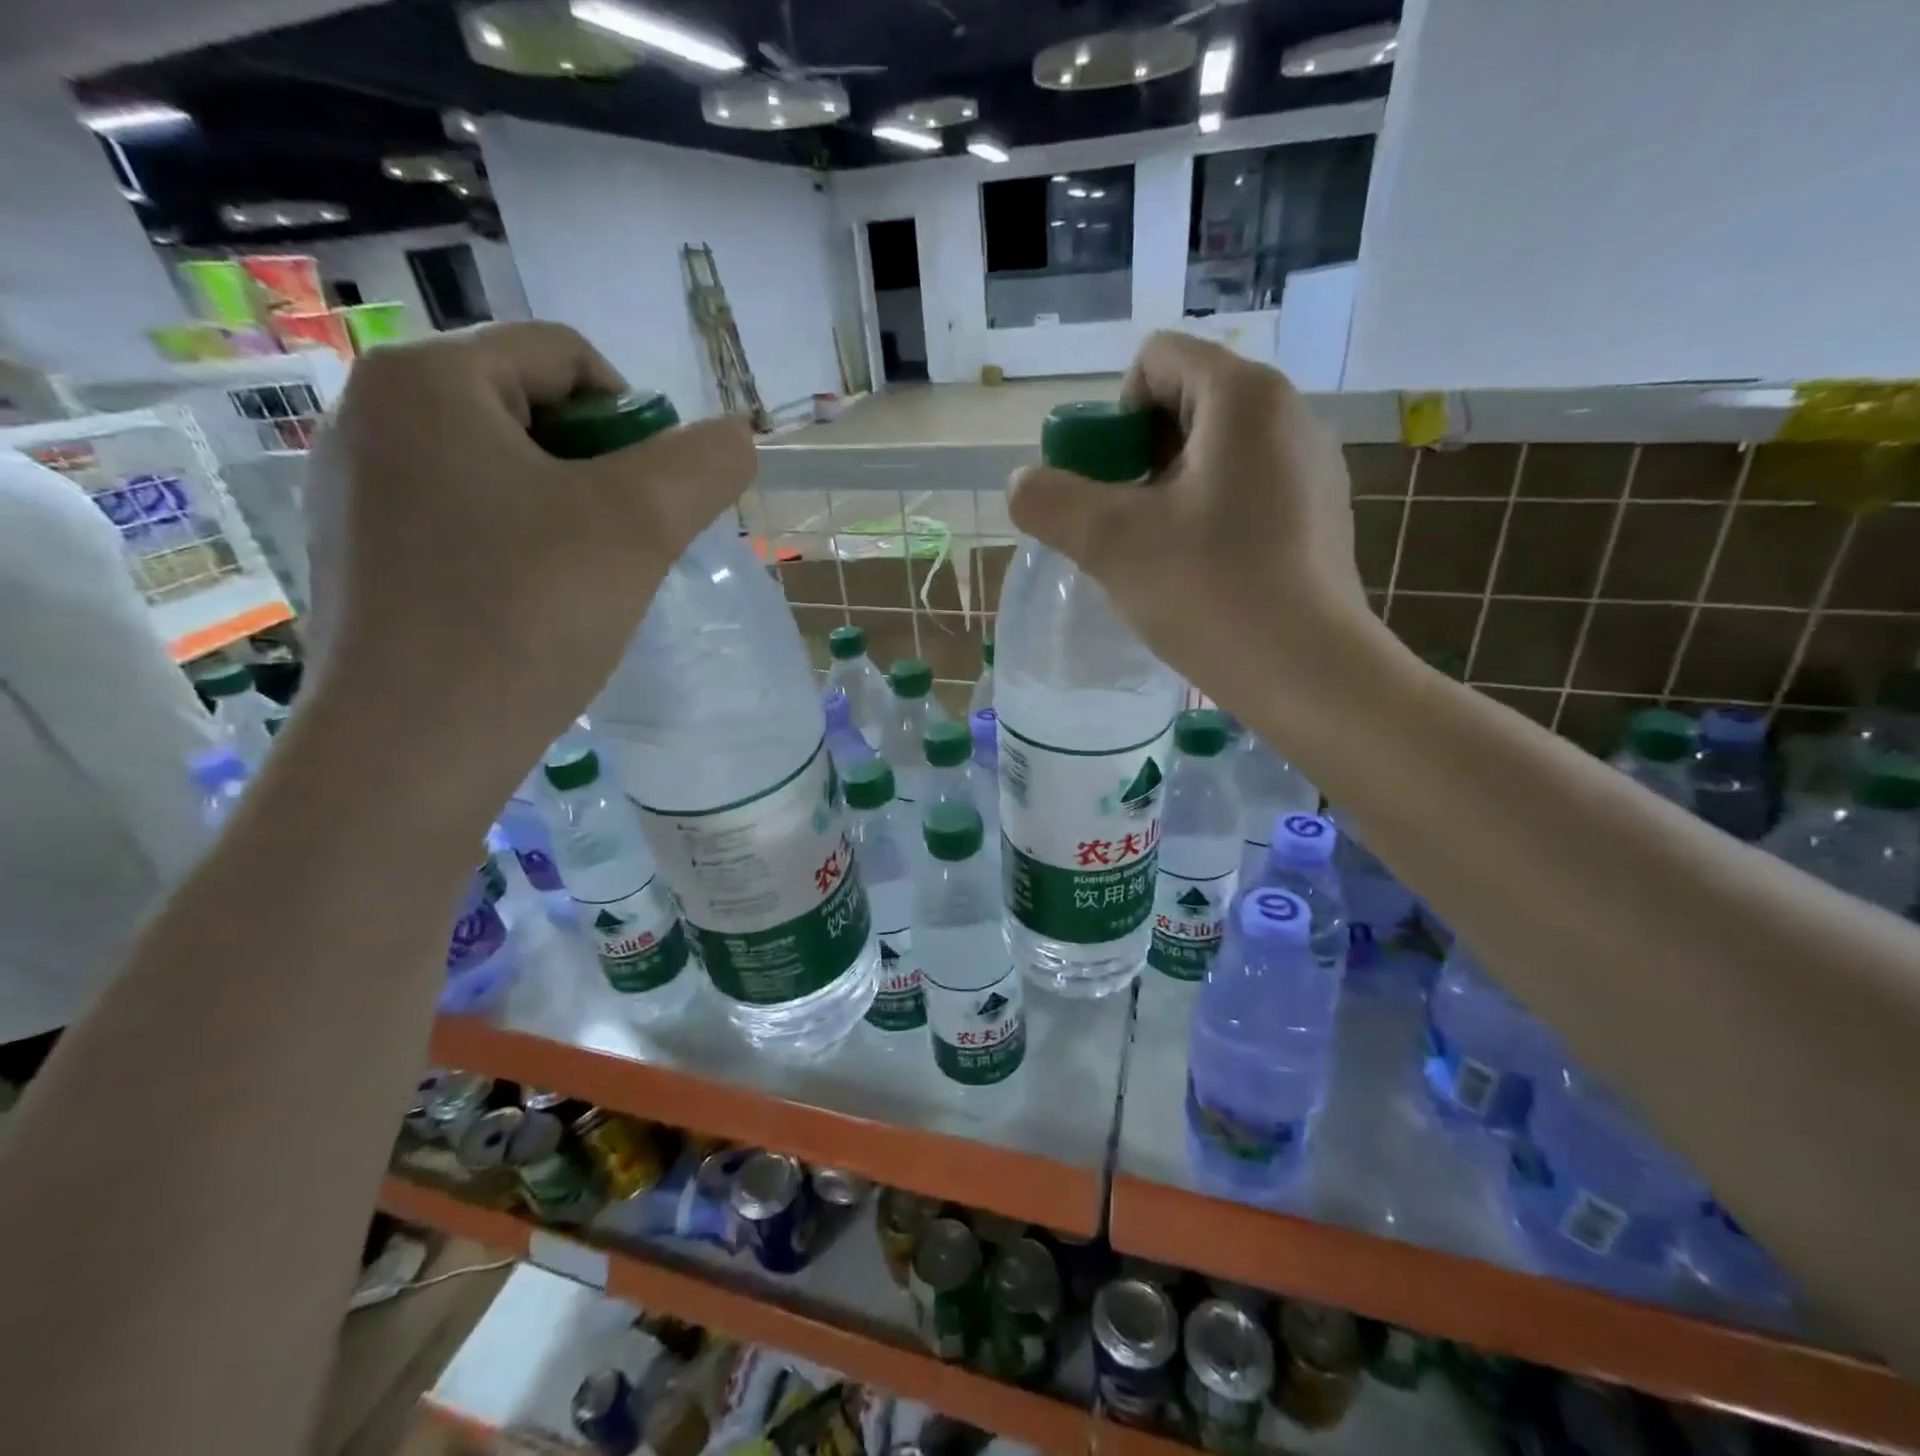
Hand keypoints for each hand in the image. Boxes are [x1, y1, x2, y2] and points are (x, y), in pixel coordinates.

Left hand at [303, 323, 754, 792]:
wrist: (414, 747)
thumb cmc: (527, 613)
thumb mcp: (640, 525)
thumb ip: (702, 464)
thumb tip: (737, 436)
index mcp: (428, 381)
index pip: (565, 356)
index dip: (636, 419)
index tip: (655, 499)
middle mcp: (371, 416)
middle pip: (529, 409)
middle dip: (600, 470)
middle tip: (629, 545)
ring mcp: (352, 490)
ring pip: (498, 471)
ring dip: (565, 512)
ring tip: (589, 581)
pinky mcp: (357, 555)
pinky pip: (463, 520)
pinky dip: (519, 546)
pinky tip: (537, 606)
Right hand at [1007, 332, 1378, 708]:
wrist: (1308, 672)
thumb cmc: (1210, 591)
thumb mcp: (1110, 542)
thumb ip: (1050, 501)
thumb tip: (1023, 484)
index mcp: (1244, 396)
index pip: (1156, 361)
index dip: (1114, 417)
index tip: (1109, 486)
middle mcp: (1289, 414)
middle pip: (1184, 406)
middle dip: (1136, 461)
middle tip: (1122, 528)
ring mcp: (1311, 467)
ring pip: (1213, 455)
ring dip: (1168, 494)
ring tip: (1157, 557)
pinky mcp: (1318, 516)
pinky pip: (1244, 492)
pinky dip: (1208, 518)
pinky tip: (1201, 575)